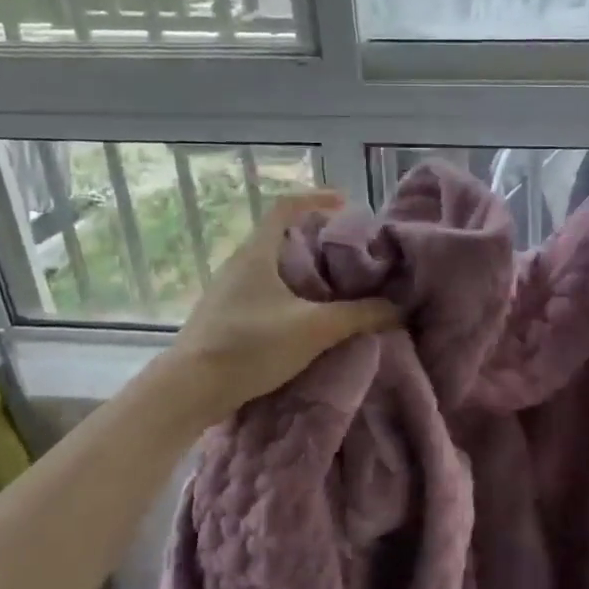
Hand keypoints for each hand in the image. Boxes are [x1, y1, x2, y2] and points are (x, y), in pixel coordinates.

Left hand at [165, 191, 398, 423]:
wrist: (190, 390)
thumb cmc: (250, 346)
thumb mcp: (314, 329)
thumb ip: (359, 315)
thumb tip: (398, 307)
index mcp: (257, 253)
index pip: (285, 207)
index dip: (316, 198)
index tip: (346, 203)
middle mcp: (239, 264)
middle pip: (281, 236)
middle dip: (317, 239)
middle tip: (350, 252)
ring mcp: (228, 291)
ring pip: (273, 266)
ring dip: (303, 269)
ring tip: (335, 285)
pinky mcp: (224, 316)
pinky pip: (264, 290)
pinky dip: (289, 292)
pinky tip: (305, 316)